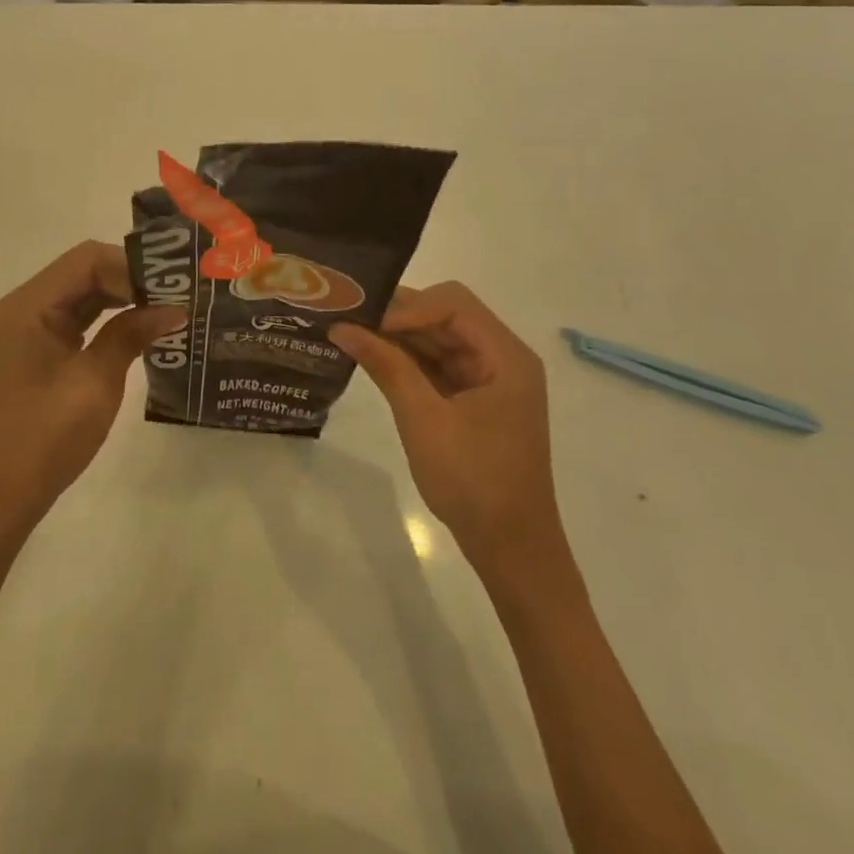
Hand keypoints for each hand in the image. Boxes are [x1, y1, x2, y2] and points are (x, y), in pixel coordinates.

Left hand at [0, 241, 183, 530]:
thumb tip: (174, 309)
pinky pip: (79, 319)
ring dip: (124, 298)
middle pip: (85, 271)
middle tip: (178, 296)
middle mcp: (28, 306)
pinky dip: (110, 319)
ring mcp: (32, 328)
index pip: (88, 259)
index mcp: (31, 305)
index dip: (132, 268)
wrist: (0, 495)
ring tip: (169, 309)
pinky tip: (142, 329)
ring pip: (85, 294)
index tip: (171, 289)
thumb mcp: (95, 382)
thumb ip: (131, 335)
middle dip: (132, 279)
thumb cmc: (45, 436)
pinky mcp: (40, 349)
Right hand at [332, 283, 565, 568]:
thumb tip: (341, 327)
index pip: (453, 304)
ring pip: (438, 338)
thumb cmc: (474, 482)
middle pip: (446, 315)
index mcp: (505, 356)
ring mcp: (488, 379)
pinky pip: (438, 364)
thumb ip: (386, 366)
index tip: (364, 321)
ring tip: (350, 335)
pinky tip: (372, 359)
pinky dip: (407, 360)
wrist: (511, 550)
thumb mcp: (424, 420)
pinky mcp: (474, 399)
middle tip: (348, 320)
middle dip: (398, 317)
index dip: (407, 306)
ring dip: (398, 337)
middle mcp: (502, 358)